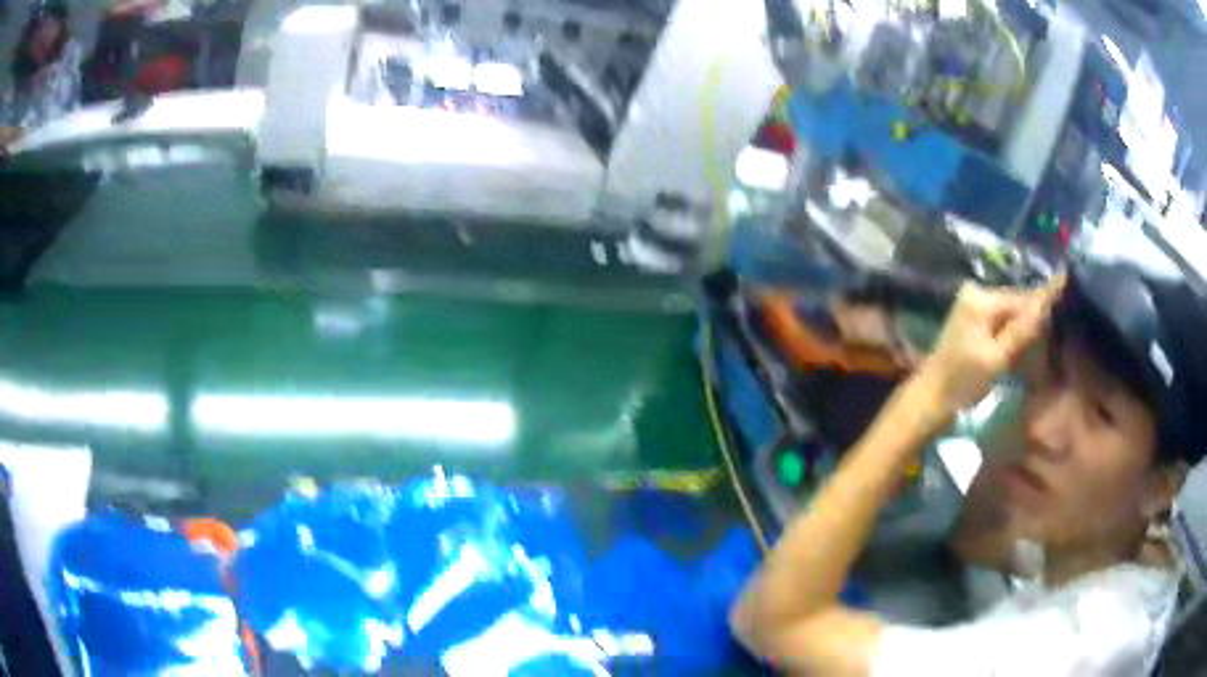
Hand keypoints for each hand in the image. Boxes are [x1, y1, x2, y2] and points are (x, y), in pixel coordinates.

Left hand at [913, 278, 1062, 415]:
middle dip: (1036, 317)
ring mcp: (972, 304)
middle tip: (1061, 331)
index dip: (1046, 305)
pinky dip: (1014, 332)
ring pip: (1011, 312)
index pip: (1022, 297)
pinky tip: (1028, 344)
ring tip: (1049, 339)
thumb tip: (1046, 303)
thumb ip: (1021, 331)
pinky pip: (1001, 320)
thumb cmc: (962, 382)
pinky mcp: (973, 319)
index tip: (1070, 306)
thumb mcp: (996, 359)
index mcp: (981, 298)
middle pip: (1016, 303)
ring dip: (1026, 325)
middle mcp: (976, 292)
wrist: (930, 399)